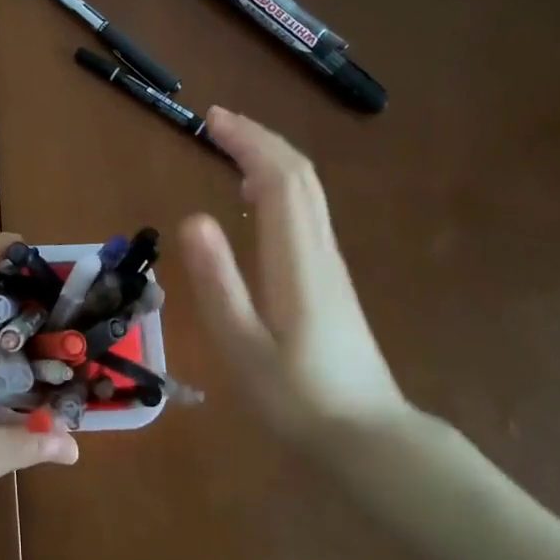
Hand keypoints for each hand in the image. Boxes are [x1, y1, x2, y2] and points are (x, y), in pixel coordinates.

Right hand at [179, 108, 413, 445]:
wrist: (368, 440)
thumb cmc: (296, 397)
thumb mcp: (242, 345)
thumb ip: (218, 281)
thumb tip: (191, 218)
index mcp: (297, 261)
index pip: (280, 179)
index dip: (248, 141)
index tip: (211, 120)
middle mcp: (319, 251)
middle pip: (300, 176)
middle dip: (260, 139)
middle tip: (216, 122)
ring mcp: (330, 265)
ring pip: (307, 192)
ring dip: (270, 159)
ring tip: (230, 147)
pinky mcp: (330, 280)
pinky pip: (306, 213)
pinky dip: (279, 186)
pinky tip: (256, 199)